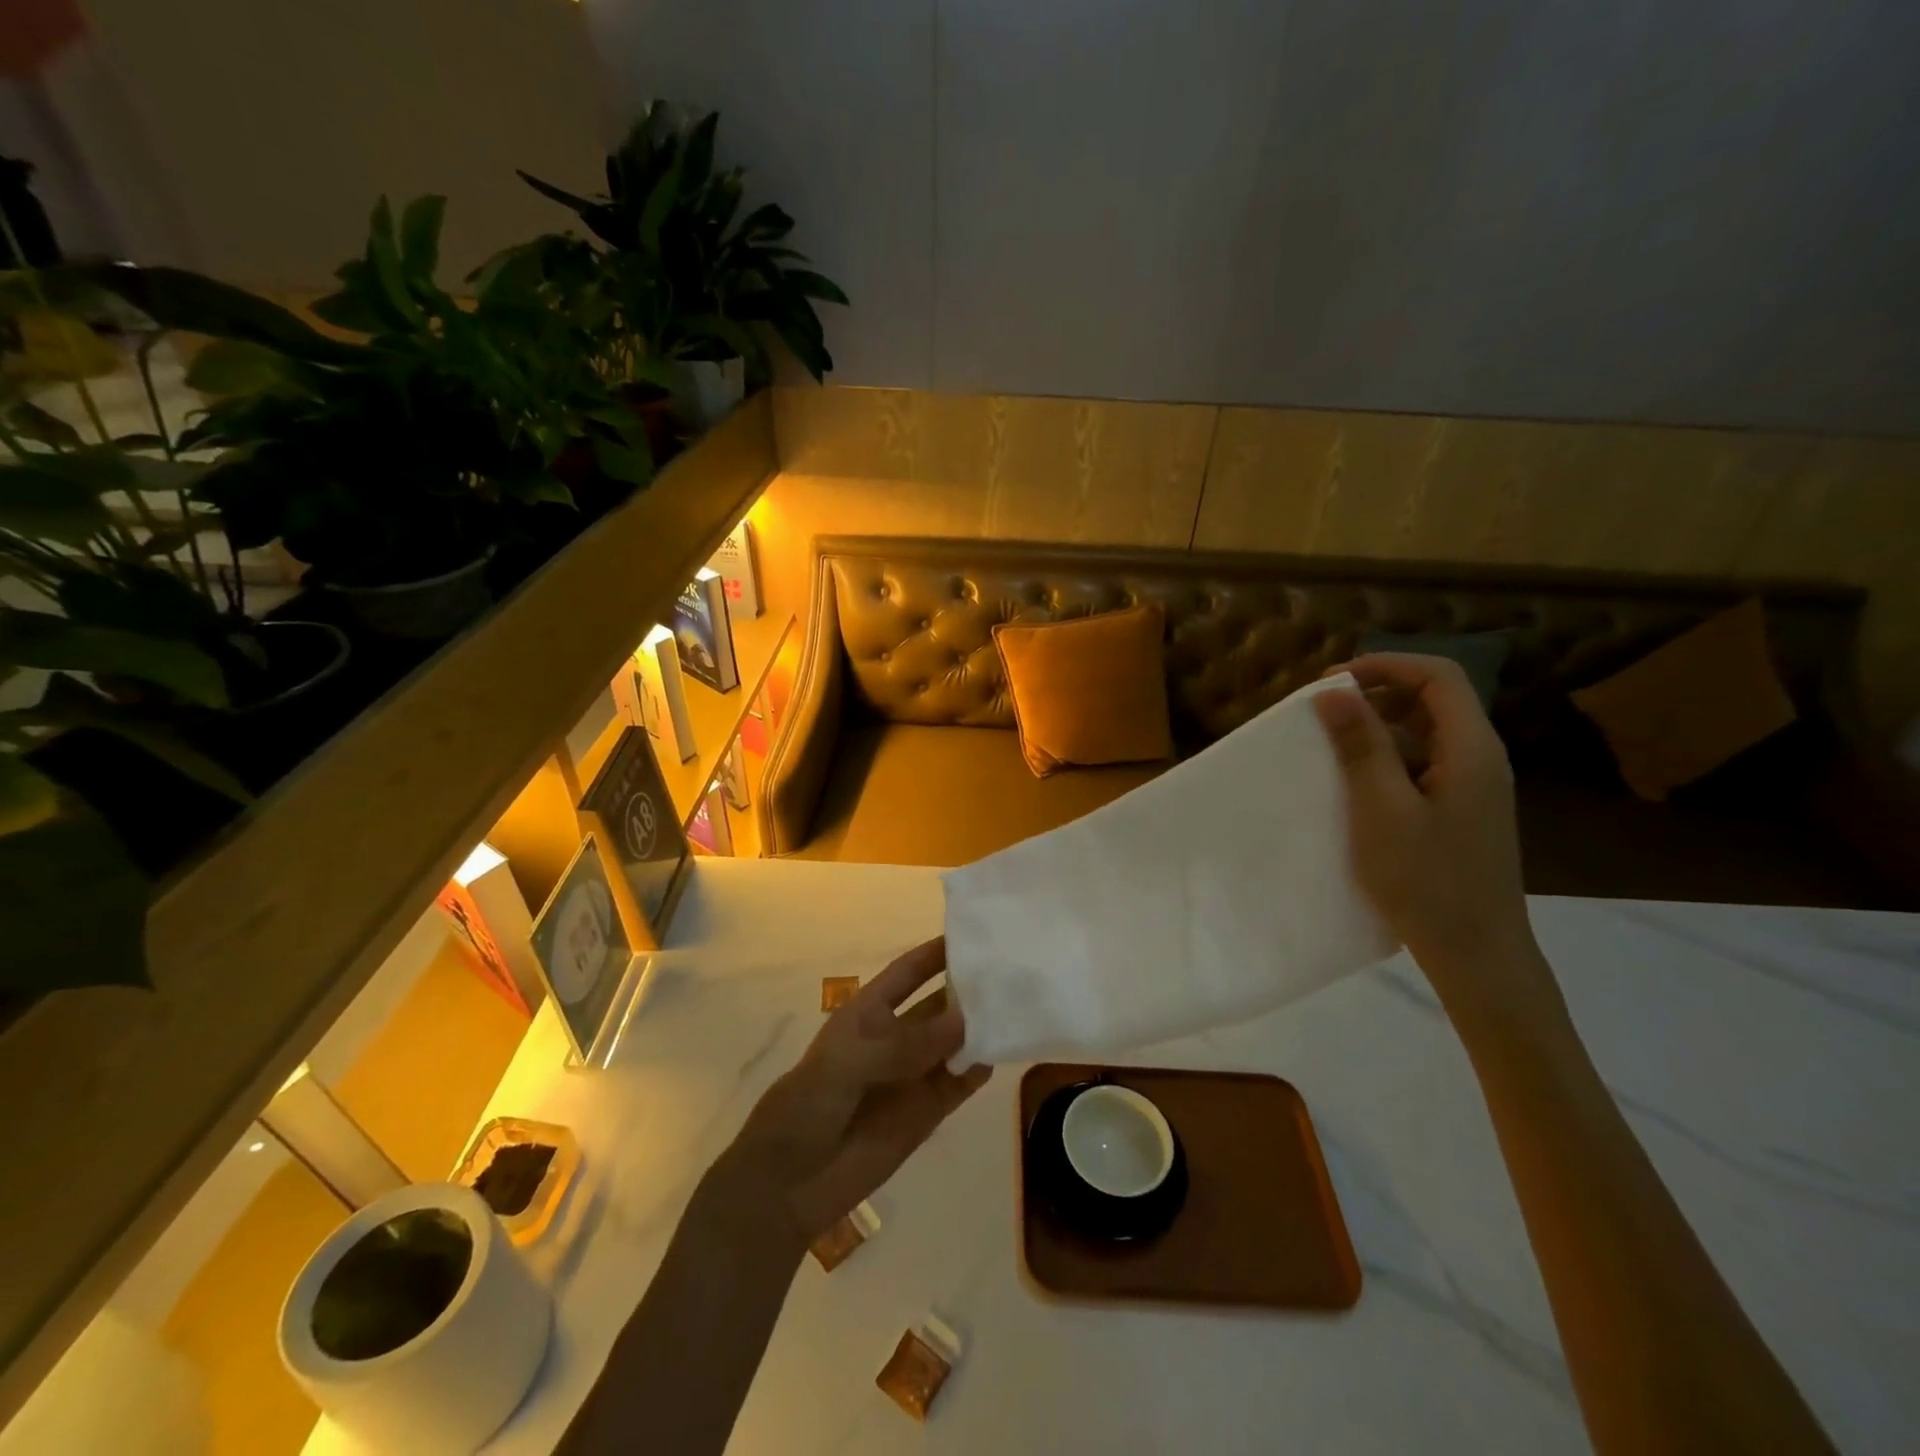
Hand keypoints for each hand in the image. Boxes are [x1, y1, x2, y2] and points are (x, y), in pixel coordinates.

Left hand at [719, 937, 991, 1246]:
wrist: (789, 1183)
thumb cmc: (808, 1105)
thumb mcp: (847, 1062)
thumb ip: (903, 1044)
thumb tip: (963, 1022)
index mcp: (869, 1013)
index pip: (908, 972)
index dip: (936, 953)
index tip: (974, 933)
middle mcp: (896, 1037)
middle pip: (939, 1004)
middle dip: (969, 988)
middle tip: (1014, 969)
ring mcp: (913, 1075)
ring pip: (955, 1041)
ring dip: (981, 1026)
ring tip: (1020, 1006)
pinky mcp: (926, 1112)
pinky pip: (960, 1082)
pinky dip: (981, 1067)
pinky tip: (1005, 1051)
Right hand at [1315, 654, 1534, 975]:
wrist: (1476, 953)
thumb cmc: (1427, 880)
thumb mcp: (1382, 810)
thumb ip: (1362, 746)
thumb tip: (1334, 691)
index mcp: (1472, 748)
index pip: (1437, 675)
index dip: (1384, 666)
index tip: (1331, 684)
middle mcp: (1480, 756)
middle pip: (1434, 697)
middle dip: (1377, 691)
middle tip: (1324, 710)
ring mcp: (1474, 785)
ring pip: (1427, 730)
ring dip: (1380, 724)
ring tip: (1332, 741)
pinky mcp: (1461, 809)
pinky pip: (1425, 761)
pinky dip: (1388, 755)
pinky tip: (1356, 780)